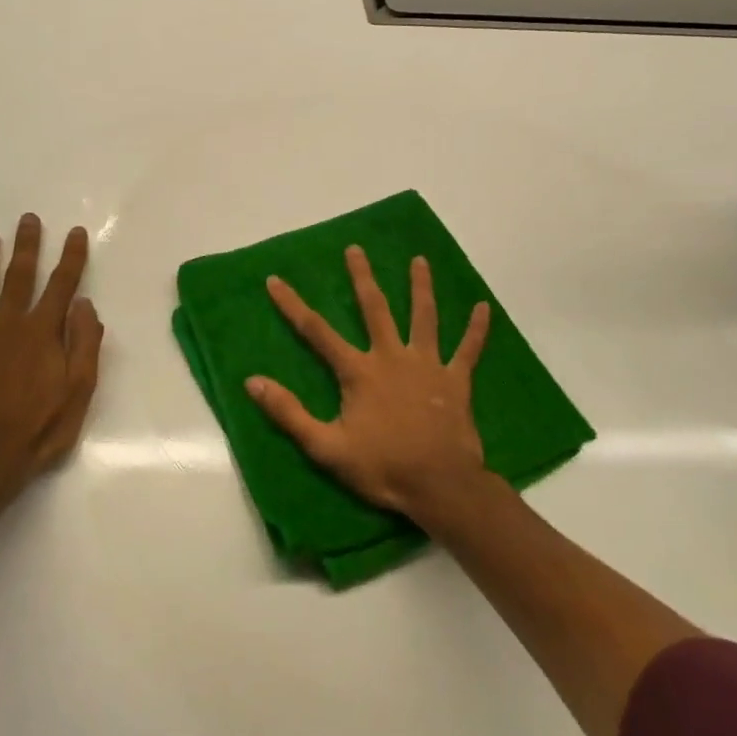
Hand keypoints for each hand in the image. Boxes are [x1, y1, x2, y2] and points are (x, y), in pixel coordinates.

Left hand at [0, 214, 103, 503]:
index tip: (76, 232)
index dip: (72, 257)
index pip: (62, 285)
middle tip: (28, 219)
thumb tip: (85, 304)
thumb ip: (85, 344)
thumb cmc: (39, 430)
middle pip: (19, 276)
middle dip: (26, 245)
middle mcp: (8, 324)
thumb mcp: (79, 392)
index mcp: (42, 332)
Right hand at [244, 246, 491, 520]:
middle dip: (362, 277)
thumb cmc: (382, 467)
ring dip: (421, 287)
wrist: (441, 486)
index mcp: (359, 372)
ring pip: (424, 317)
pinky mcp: (456, 381)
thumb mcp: (326, 447)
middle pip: (374, 309)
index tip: (275, 280)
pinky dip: (477, 329)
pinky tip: (484, 307)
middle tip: (355, 249)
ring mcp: (428, 365)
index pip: (317, 331)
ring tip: (420, 260)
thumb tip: (252, 382)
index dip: (293, 305)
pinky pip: (468, 349)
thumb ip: (289, 413)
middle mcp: (392, 357)